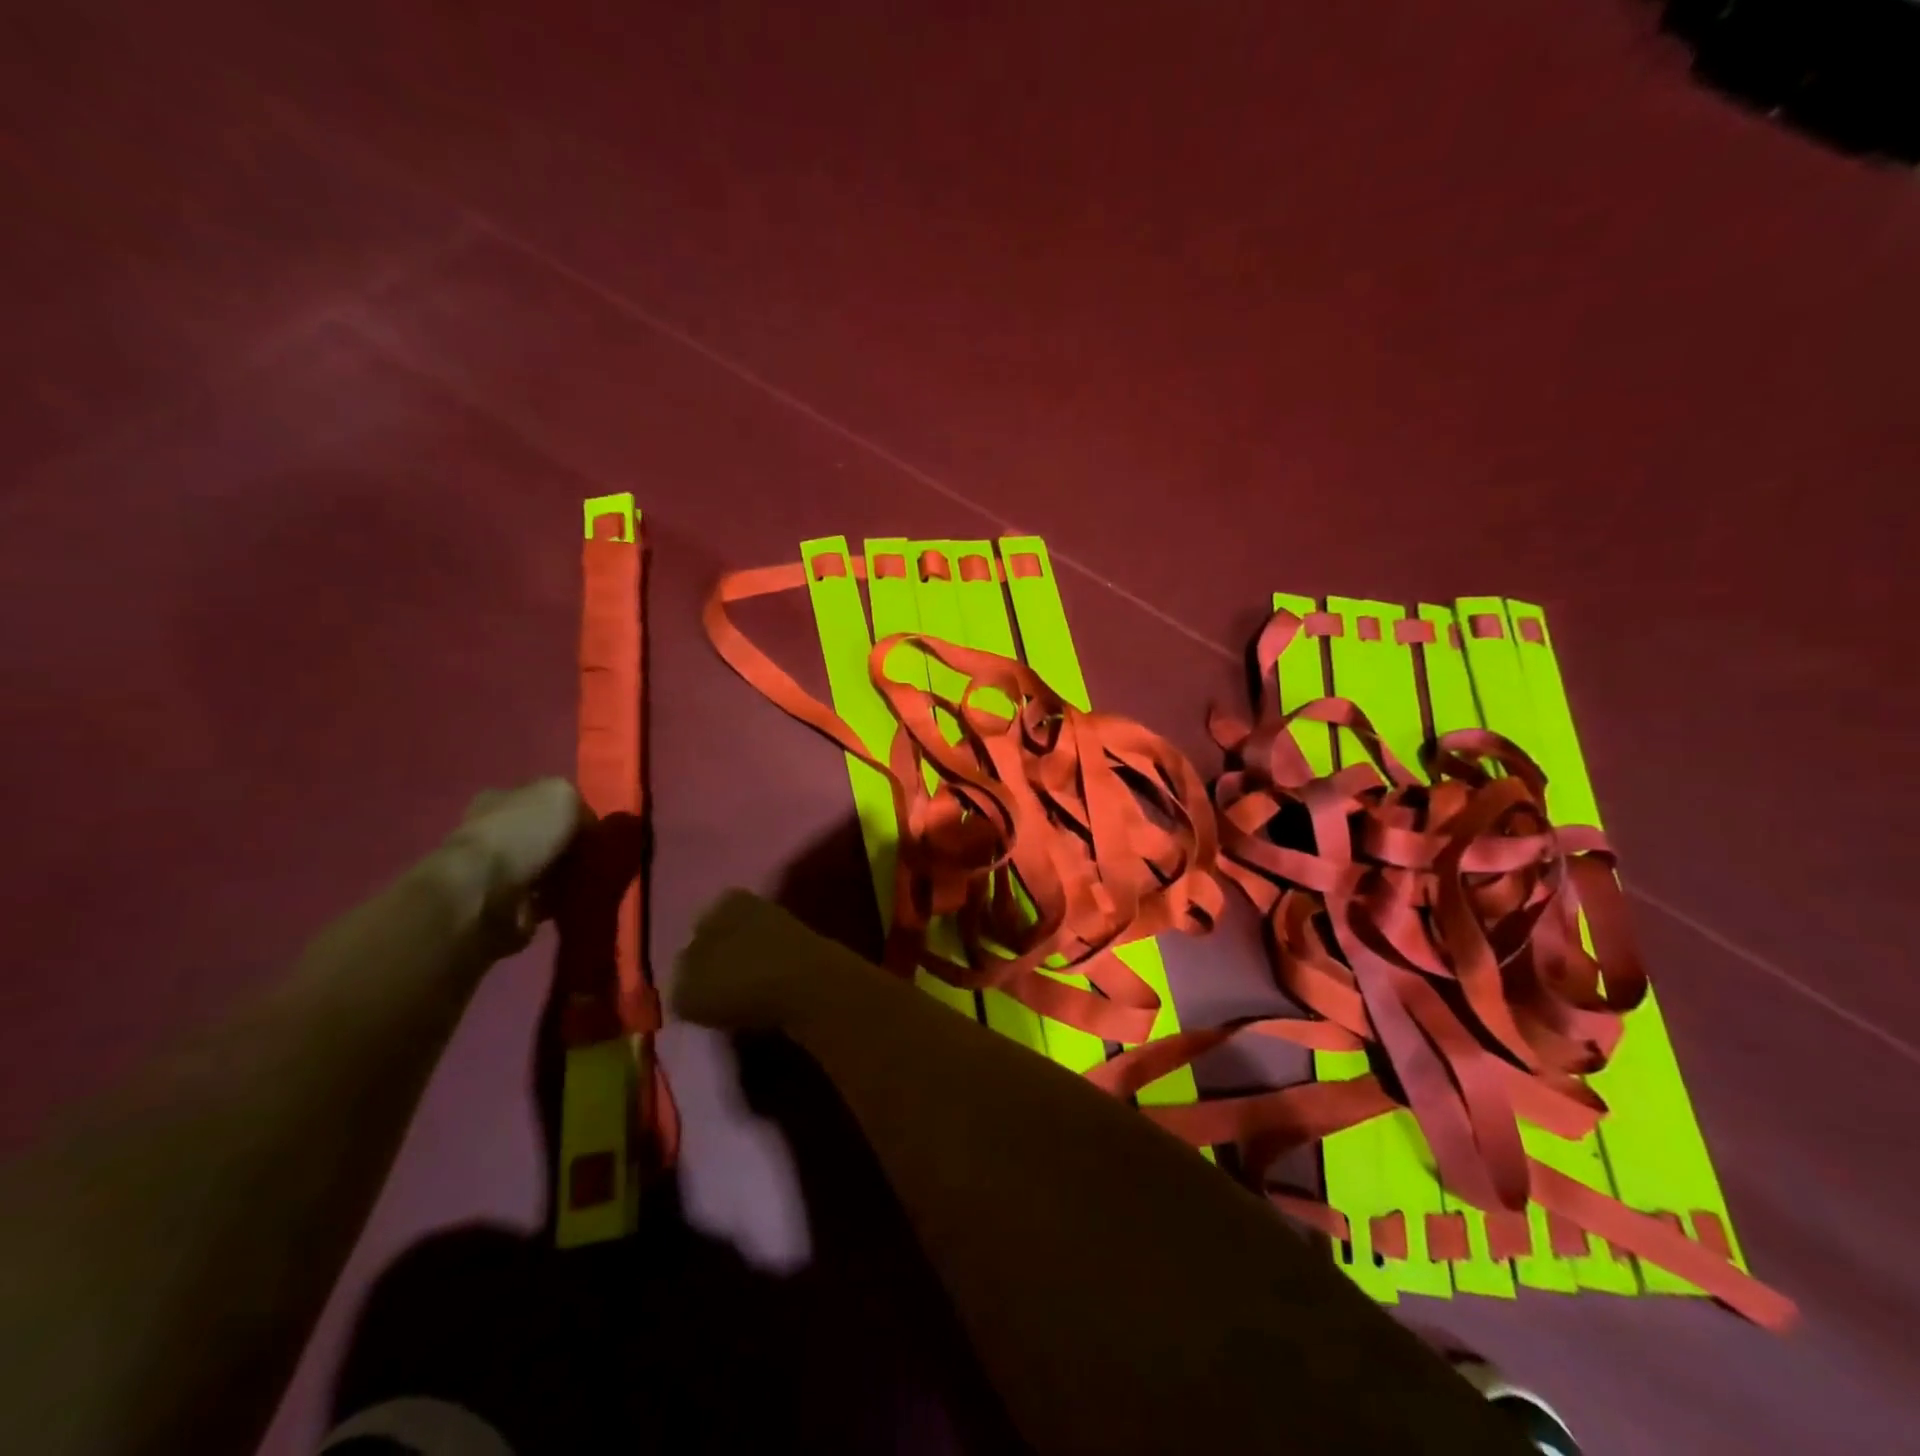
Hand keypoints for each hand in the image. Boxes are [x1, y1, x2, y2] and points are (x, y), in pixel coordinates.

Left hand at [434, 778, 585, 960]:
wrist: (484, 894)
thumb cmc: (522, 834)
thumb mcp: (561, 795)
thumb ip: (578, 804)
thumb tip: (587, 826)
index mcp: (499, 799)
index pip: (540, 800)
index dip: (570, 812)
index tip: (593, 827)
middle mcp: (492, 832)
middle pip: (543, 835)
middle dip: (569, 846)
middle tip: (595, 855)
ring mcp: (494, 872)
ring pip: (545, 868)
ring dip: (566, 876)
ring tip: (589, 880)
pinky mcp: (502, 906)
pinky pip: (543, 899)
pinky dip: (558, 901)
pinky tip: (572, 899)